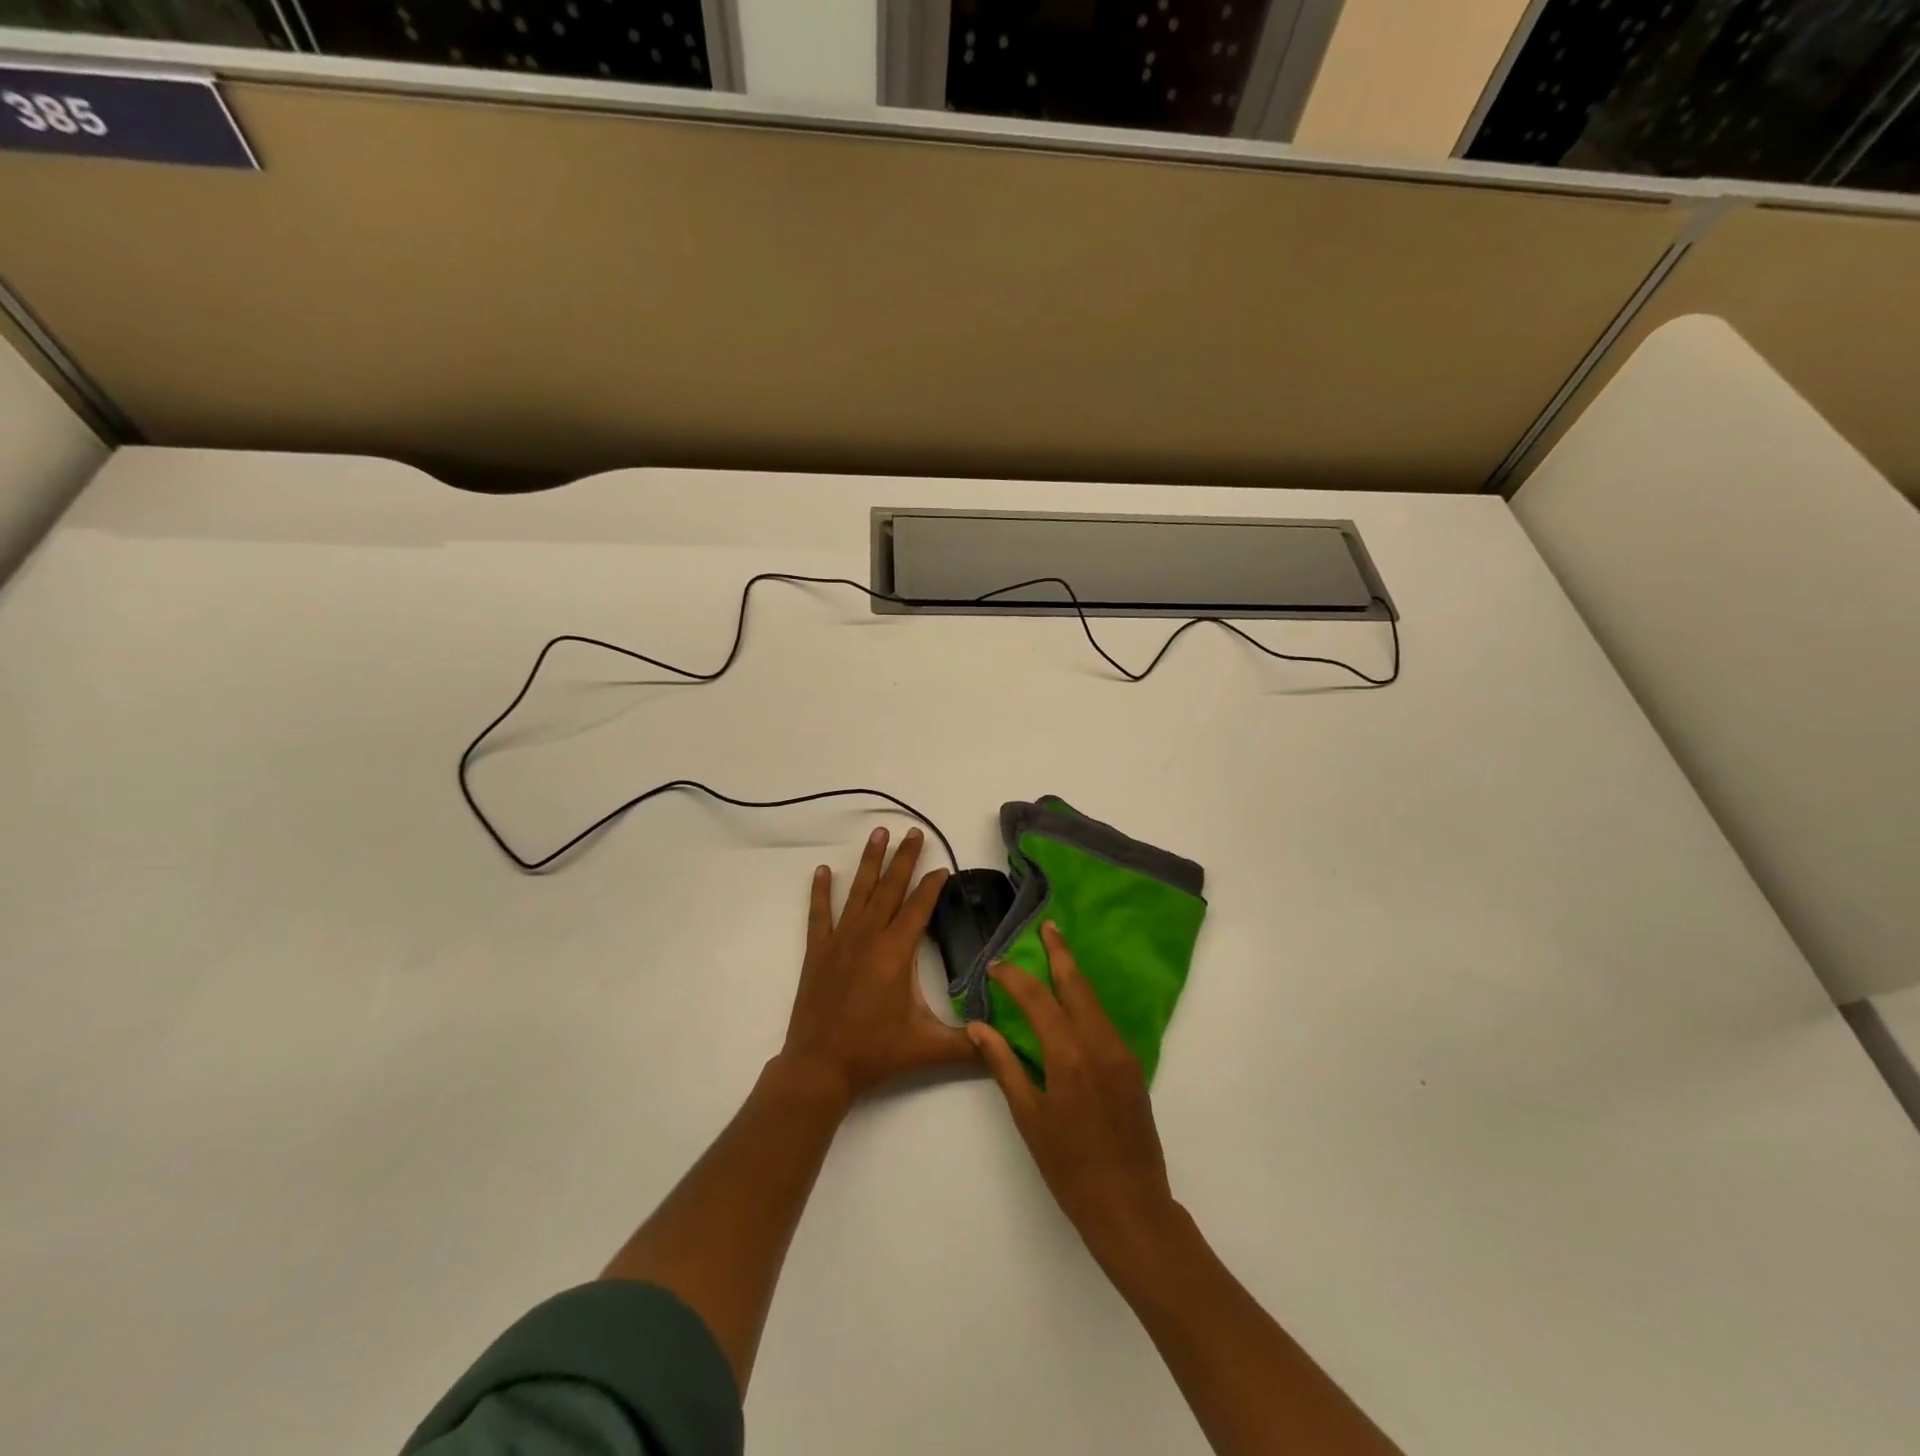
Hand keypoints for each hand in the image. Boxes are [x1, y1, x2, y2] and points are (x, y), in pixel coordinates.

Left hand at [779, 826, 973, 1105]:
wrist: (820, 1066)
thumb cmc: (875, 1052)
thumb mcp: (928, 1048)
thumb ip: (969, 1045)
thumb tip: (1005, 1042)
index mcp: (896, 951)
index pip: (919, 907)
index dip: (932, 886)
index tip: (943, 868)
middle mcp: (868, 936)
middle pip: (890, 888)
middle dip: (904, 858)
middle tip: (913, 832)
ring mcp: (840, 941)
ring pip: (859, 892)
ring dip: (870, 862)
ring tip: (878, 833)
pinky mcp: (818, 951)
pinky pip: (819, 914)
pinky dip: (821, 891)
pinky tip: (823, 870)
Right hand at [969, 922, 1179, 1268]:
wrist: (1131, 1206)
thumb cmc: (1069, 1168)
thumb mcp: (1029, 1118)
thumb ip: (1004, 1066)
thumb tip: (979, 1027)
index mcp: (1070, 1056)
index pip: (1038, 1000)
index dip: (1015, 979)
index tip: (996, 965)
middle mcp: (1100, 1043)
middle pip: (1077, 985)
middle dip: (1061, 953)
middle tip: (1047, 927)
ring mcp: (1121, 1053)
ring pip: (1094, 1000)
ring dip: (1074, 975)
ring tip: (1056, 954)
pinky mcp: (1132, 1066)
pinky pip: (1104, 1021)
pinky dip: (1085, 1001)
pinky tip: (1072, 1000)